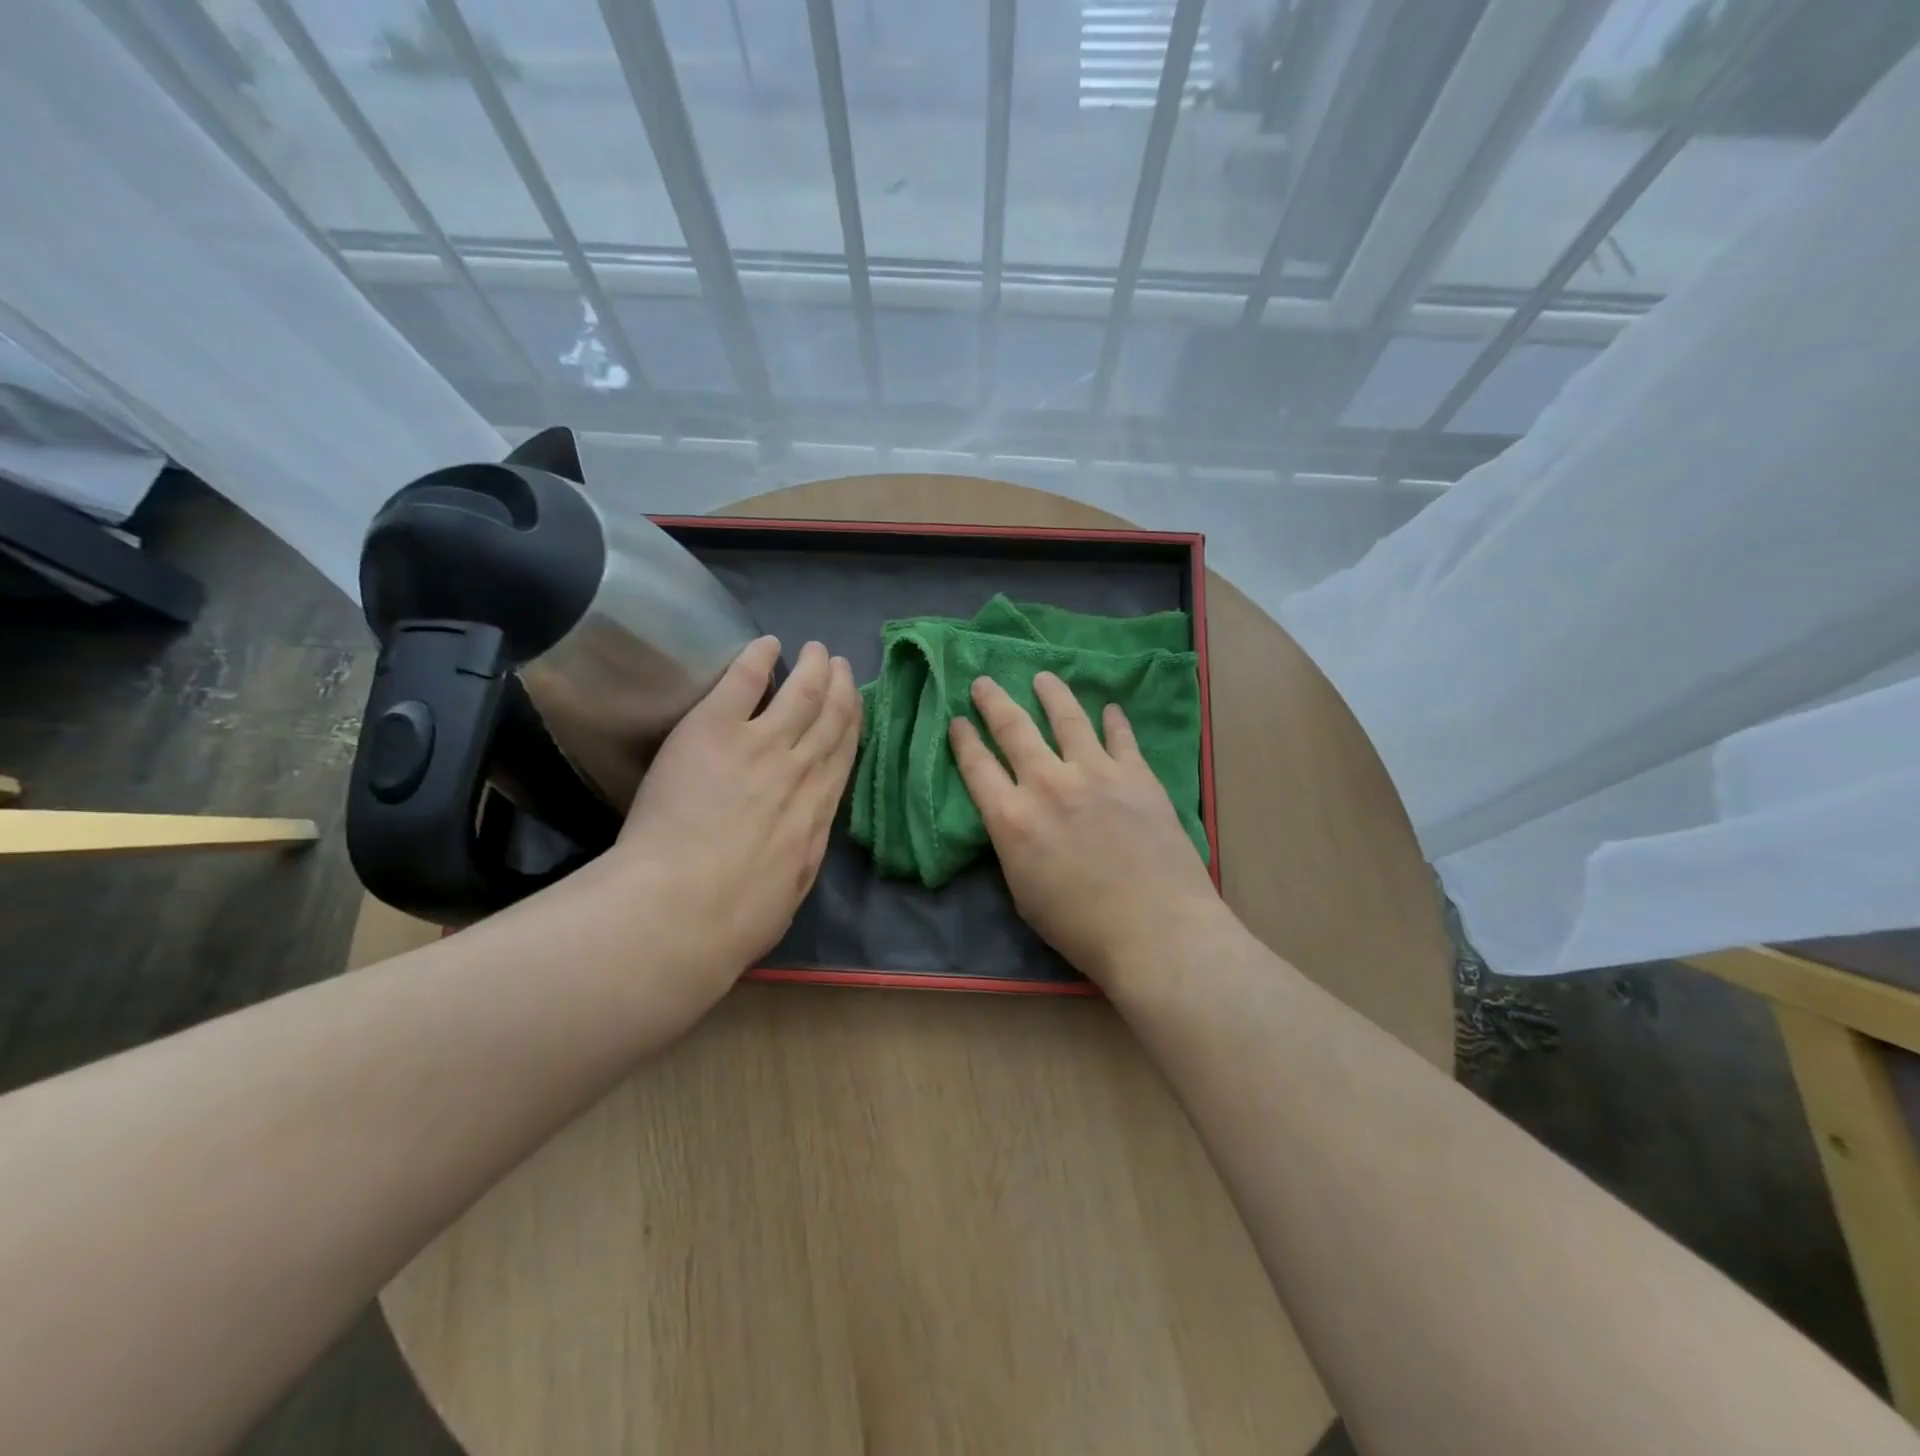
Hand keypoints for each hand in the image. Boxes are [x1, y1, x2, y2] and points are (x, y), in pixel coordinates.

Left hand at [603, 636, 860, 993]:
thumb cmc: (740, 918)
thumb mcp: (791, 889)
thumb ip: (799, 854)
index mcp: (818, 811)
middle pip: (829, 718)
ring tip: (816, 649)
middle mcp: (800, 769)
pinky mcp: (715, 730)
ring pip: (799, 695)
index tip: (856, 703)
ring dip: (811, 669)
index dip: (853, 724)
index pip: (843, 755)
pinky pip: (742, 683)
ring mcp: (760, 745)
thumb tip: (800, 842)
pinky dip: (758, 660)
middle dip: (839, 688)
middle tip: (840, 665)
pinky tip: (768, 644)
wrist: (687, 906)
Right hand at [948, 672, 1226, 990]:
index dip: (964, 739)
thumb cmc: (1080, 927)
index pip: (976, 766)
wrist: (1154, 929)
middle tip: (983, 682)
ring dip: (1051, 694)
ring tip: (1043, 678)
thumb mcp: (1023, 893)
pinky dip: (1113, 721)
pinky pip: (1120, 737)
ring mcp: (1095, 773)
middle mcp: (1047, 783)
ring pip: (1067, 718)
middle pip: (1013, 729)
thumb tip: (1017, 822)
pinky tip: (1110, 709)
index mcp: (1011, 818)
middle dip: (993, 702)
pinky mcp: (1136, 775)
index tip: (957, 720)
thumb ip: (1014, 847)